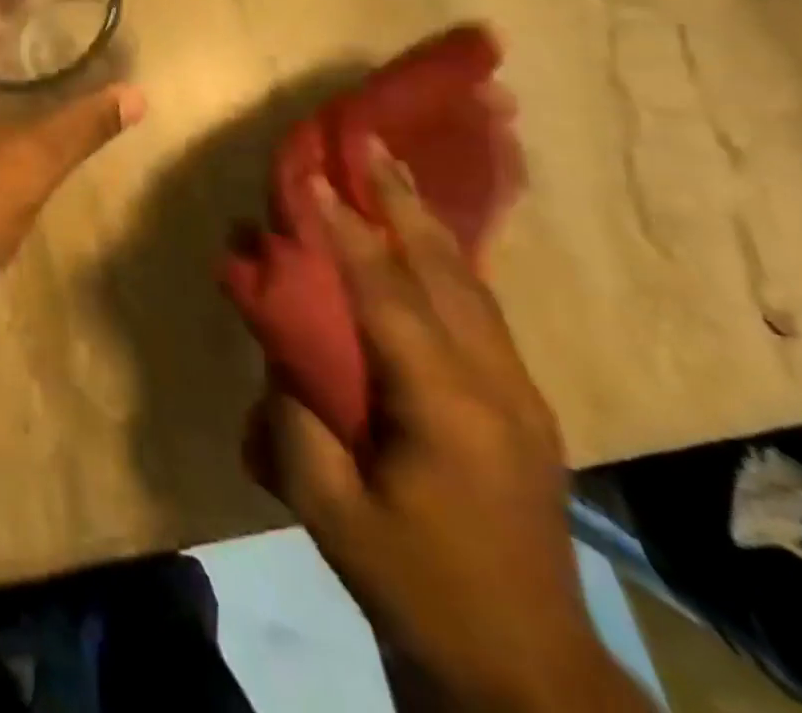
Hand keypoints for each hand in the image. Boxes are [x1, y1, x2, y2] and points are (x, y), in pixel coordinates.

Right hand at [253, 148, 651, 712]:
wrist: (523, 670)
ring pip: (471, 284)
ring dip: (427, 222)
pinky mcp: (521, 405)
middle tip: (373, 141)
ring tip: (397, 172)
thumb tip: (278, 351)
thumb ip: (294, 421)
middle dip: (402, 201)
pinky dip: (447, 260)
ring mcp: (518, 392)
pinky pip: (479, 310)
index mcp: (445, 405)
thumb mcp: (331, 510)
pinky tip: (428, 242)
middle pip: (445, 271)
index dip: (346, 231)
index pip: (387, 294)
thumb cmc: (418, 585)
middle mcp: (493, 383)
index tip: (315, 177)